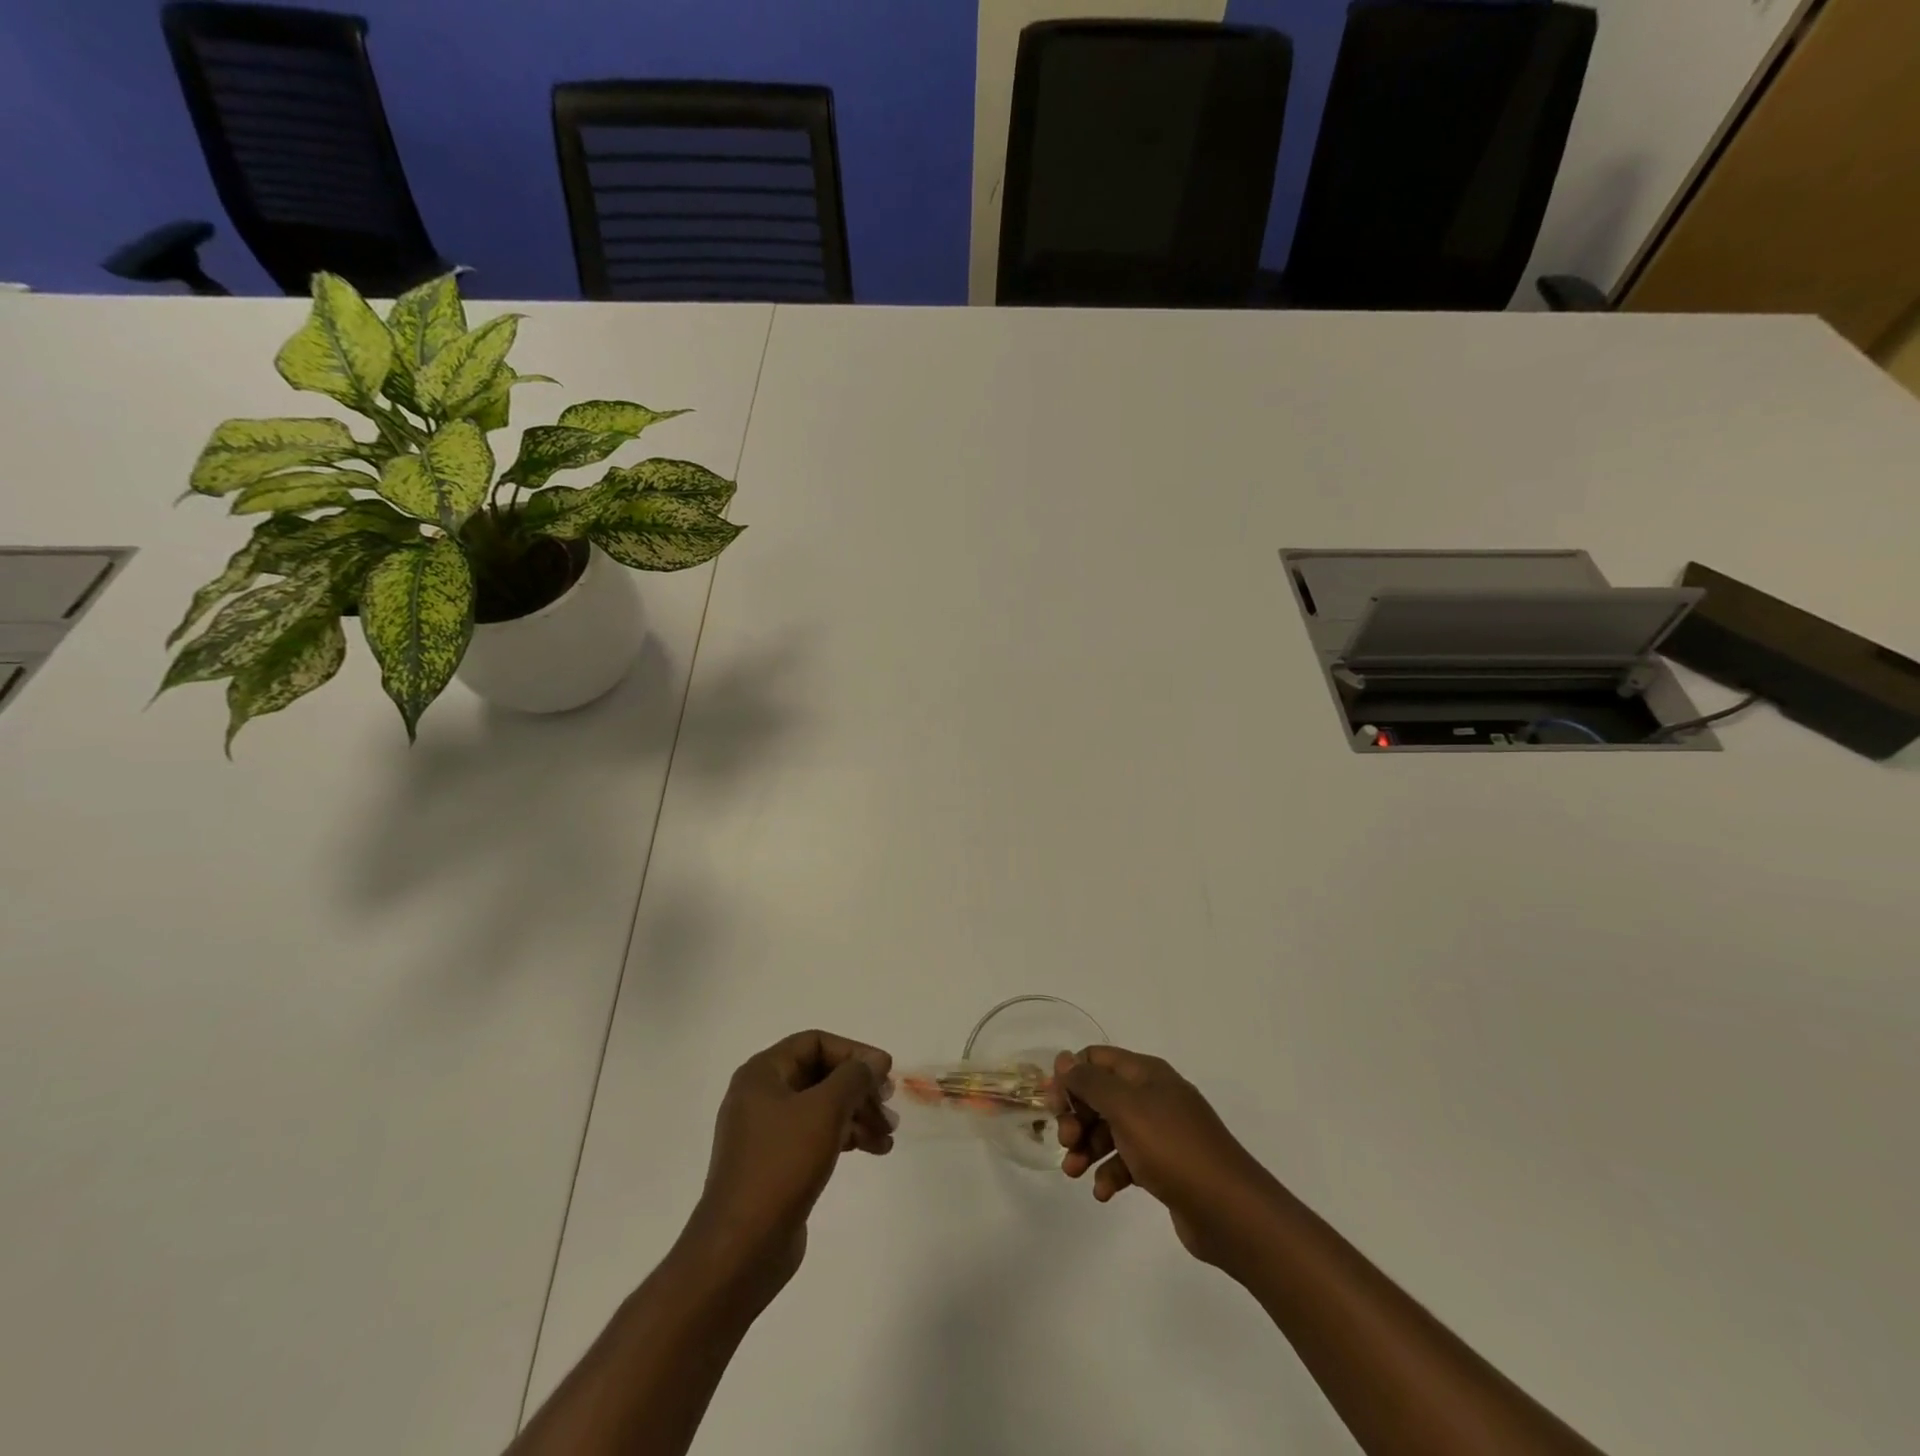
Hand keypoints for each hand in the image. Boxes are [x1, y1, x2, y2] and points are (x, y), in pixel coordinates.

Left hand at [683, 1030, 893, 1299]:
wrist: (741, 1248)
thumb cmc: (782, 1165)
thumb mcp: (824, 1110)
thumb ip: (853, 1077)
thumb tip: (873, 1062)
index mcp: (762, 1074)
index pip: (815, 1042)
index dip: (853, 1052)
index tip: (885, 1071)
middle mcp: (761, 1096)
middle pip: (820, 1075)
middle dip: (858, 1088)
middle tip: (889, 1105)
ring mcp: (766, 1132)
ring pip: (821, 1107)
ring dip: (857, 1114)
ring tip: (888, 1135)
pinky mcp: (775, 1164)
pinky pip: (815, 1135)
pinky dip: (844, 1136)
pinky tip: (872, 1150)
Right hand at [1054, 1045, 1277, 1265]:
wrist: (1230, 1211)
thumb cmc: (1173, 1149)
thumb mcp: (1125, 1108)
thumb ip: (1090, 1082)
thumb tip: (1064, 1059)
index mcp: (1146, 1074)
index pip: (1097, 1059)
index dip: (1071, 1077)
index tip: (1052, 1104)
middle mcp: (1153, 1096)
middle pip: (1101, 1096)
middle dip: (1077, 1117)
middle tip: (1066, 1142)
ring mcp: (1161, 1132)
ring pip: (1111, 1131)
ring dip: (1088, 1147)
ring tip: (1074, 1172)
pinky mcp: (1165, 1167)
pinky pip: (1127, 1161)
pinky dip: (1111, 1173)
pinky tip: (1103, 1193)